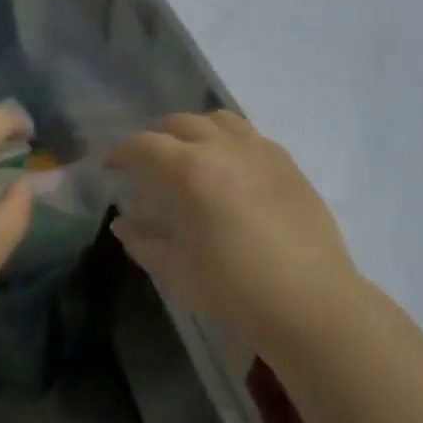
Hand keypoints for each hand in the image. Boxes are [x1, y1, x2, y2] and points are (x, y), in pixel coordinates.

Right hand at [110, 112, 359, 351]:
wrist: (309, 301)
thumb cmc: (234, 288)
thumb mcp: (176, 269)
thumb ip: (143, 241)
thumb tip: (123, 224)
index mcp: (191, 170)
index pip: (145, 145)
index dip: (122, 153)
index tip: (112, 166)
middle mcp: (225, 148)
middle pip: (182, 123)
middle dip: (157, 136)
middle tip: (147, 161)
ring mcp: (262, 152)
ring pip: (221, 121)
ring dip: (196, 131)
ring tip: (190, 155)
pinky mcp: (289, 165)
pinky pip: (251, 137)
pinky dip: (230, 142)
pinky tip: (231, 170)